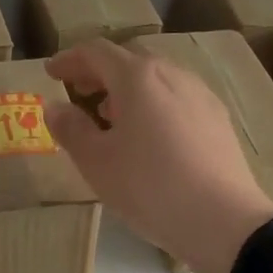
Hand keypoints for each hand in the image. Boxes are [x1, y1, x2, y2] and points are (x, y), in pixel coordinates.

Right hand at [45, 39, 272, 272]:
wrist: (222, 219)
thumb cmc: (149, 187)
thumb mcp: (96, 163)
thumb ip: (71, 129)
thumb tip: (55, 107)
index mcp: (138, 78)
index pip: (96, 53)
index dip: (69, 59)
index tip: (51, 72)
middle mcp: (172, 75)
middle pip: (129, 60)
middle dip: (99, 72)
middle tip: (79, 91)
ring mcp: (200, 95)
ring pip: (156, 79)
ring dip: (127, 90)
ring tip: (110, 117)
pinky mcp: (218, 119)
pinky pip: (176, 98)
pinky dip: (152, 104)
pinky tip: (148, 136)